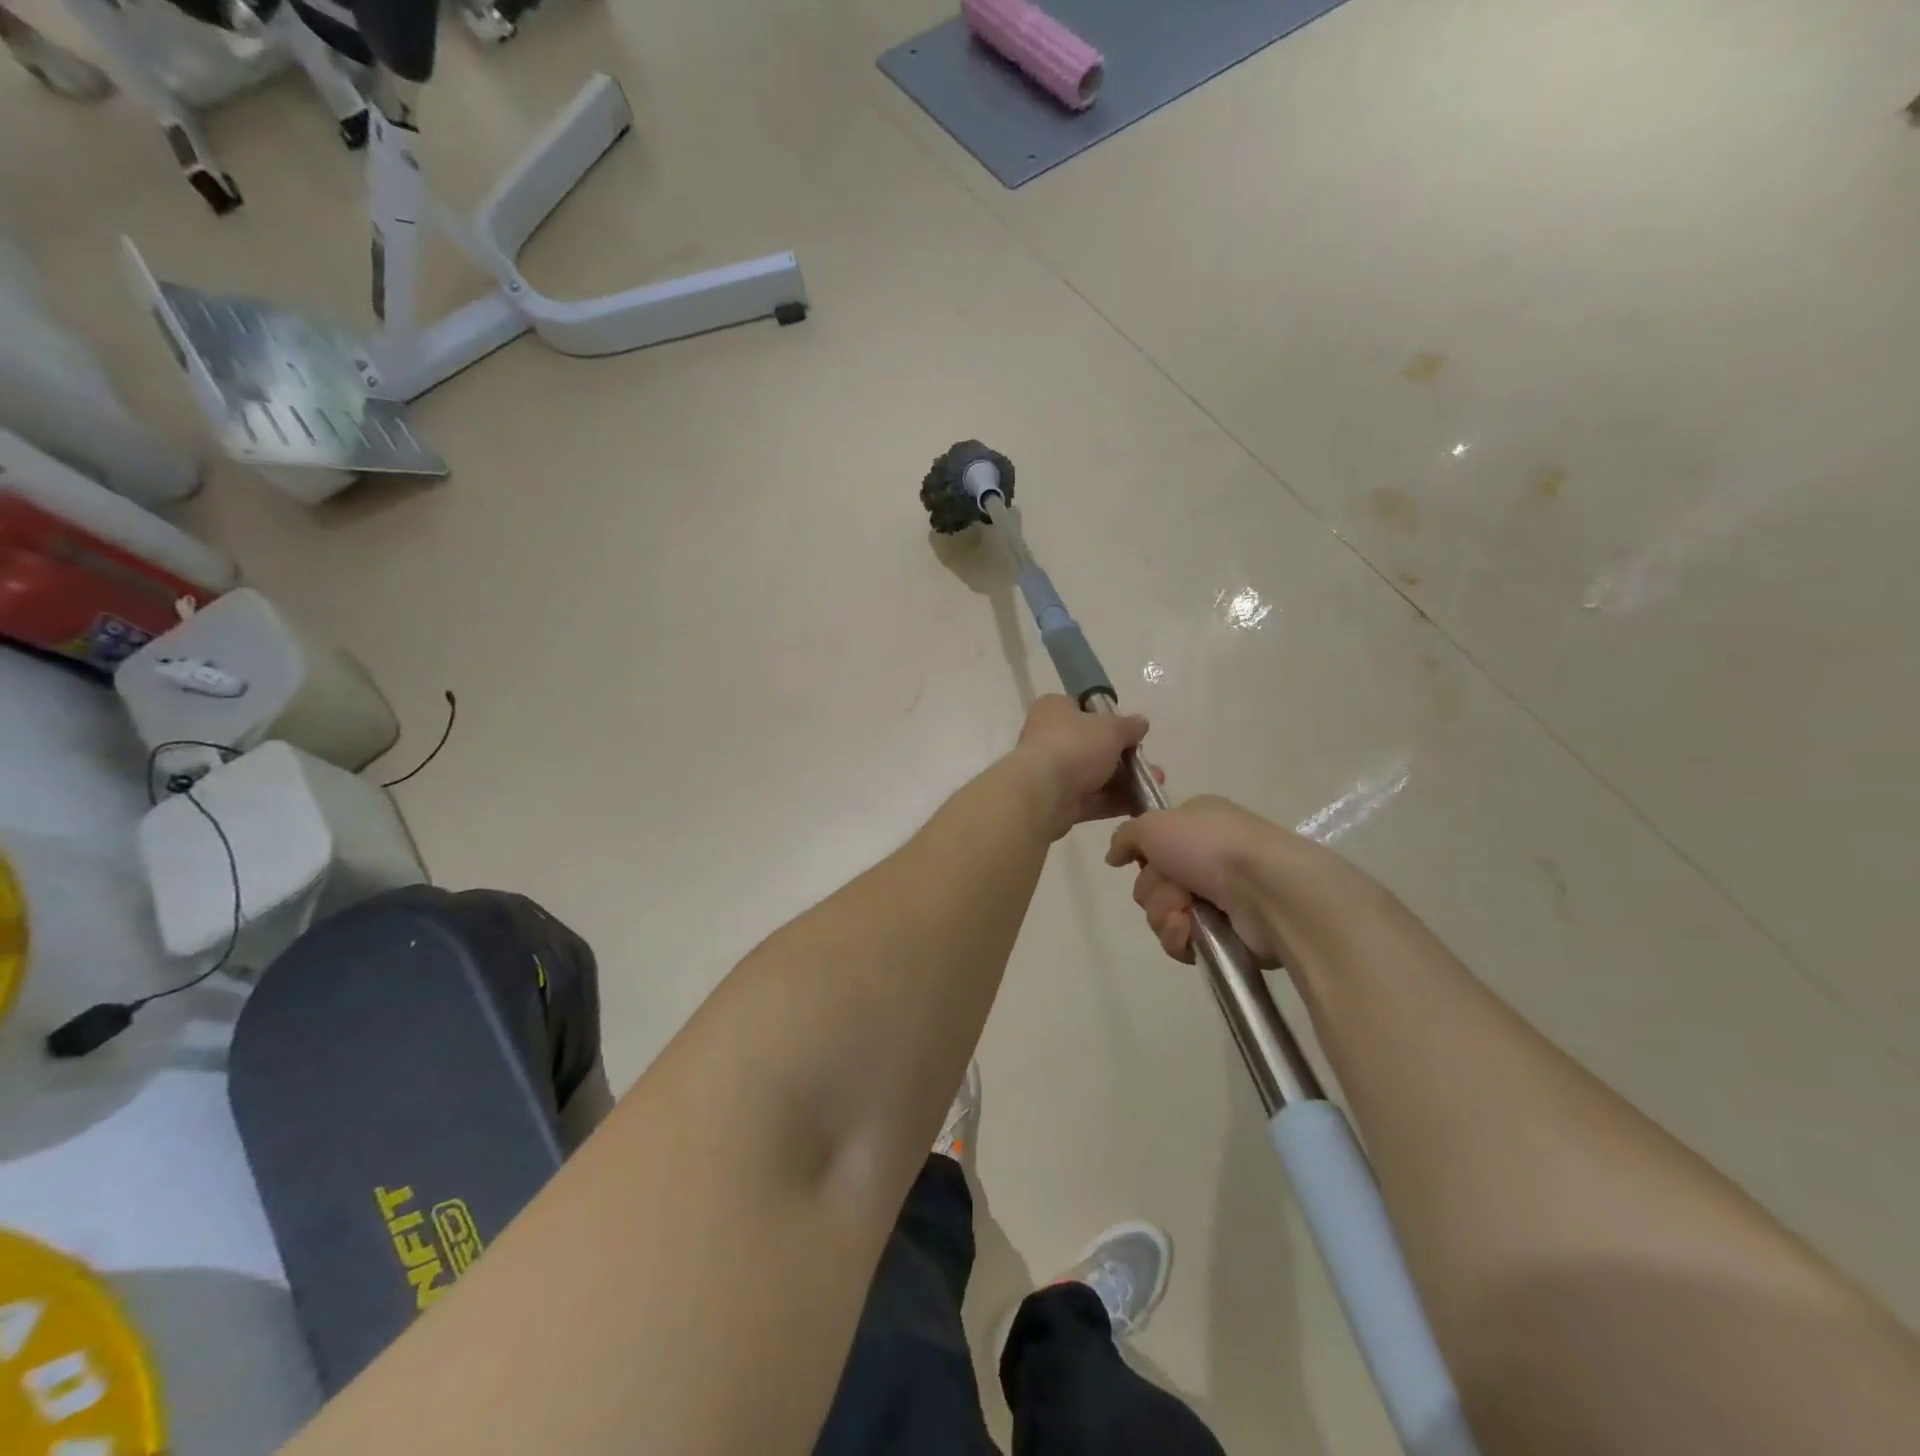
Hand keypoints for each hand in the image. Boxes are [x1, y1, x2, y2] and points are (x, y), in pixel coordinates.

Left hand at [1009, 695, 1150, 839]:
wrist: (1042, 793)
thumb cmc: (1074, 746)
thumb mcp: (1111, 728)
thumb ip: (1129, 726)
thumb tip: (1140, 723)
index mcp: (1053, 709)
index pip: (1082, 708)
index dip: (1107, 718)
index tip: (1130, 731)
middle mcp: (1048, 737)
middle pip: (1092, 745)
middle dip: (1124, 757)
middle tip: (1149, 764)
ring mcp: (1051, 772)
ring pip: (1093, 775)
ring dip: (1124, 781)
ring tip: (1154, 784)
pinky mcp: (1056, 802)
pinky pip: (1090, 799)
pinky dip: (1113, 802)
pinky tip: (1140, 805)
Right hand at [1105, 796, 1288, 964]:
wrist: (1267, 890)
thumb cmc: (1211, 846)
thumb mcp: (1155, 824)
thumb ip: (1126, 836)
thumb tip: (1113, 857)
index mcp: (1196, 825)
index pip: (1152, 845)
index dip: (1145, 856)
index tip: (1148, 859)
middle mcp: (1207, 859)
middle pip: (1151, 882)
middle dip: (1154, 890)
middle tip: (1175, 889)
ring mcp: (1217, 897)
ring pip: (1162, 913)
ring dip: (1165, 914)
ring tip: (1186, 915)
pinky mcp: (1225, 934)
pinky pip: (1180, 940)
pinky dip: (1180, 937)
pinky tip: (1192, 933)